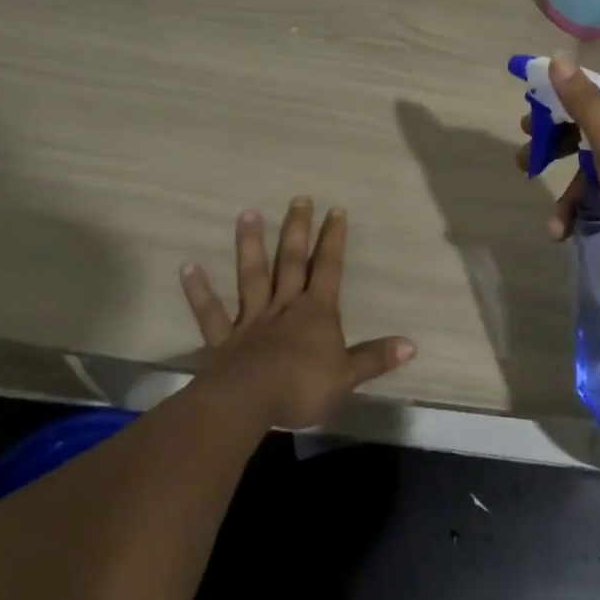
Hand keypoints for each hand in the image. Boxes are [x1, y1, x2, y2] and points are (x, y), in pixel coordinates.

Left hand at [179, 199, 414, 429]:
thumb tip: (411, 346)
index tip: (335, 210)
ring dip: (250, 245)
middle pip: (292, 262)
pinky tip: (188, 267)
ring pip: (252, 276)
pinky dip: (199, 290)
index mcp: (316, 313)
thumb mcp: (347, 376)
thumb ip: (375, 358)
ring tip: (247, 213)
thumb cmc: (302, 387)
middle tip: (298, 198)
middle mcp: (285, 307)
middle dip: (297, 230)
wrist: (250, 401)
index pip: (328, 268)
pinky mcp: (224, 339)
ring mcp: (252, 320)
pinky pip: (211, 313)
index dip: (333, 240)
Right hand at [516, 59, 599, 269]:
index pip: (586, 96)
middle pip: (590, 130)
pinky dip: (595, 201)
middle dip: (556, 152)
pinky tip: (574, 228)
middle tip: (525, 165)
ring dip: (574, 191)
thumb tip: (558, 56)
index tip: (525, 129)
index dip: (552, 112)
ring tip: (555, 224)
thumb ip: (583, 101)